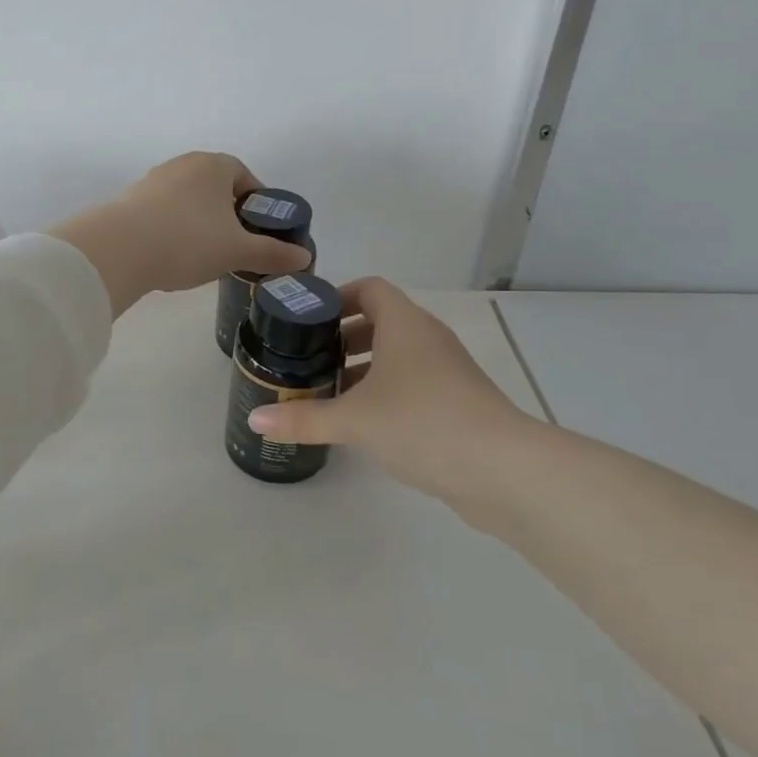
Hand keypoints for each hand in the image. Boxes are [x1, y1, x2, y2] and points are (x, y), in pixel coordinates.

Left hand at [52, 153, 312, 313]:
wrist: (120, 249)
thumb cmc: (189, 241)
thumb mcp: (238, 251)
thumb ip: (273, 253)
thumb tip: (304, 259)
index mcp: (215, 165)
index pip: (246, 177)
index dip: (257, 204)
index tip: (259, 231)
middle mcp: (184, 164)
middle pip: (216, 187)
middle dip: (228, 213)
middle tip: (235, 245)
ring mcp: (154, 179)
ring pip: (189, 199)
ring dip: (200, 221)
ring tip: (204, 254)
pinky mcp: (130, 200)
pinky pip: (163, 211)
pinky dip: (174, 228)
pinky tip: (173, 254)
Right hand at [246, 277, 532, 514]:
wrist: (502, 468)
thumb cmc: (422, 422)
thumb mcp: (355, 420)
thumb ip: (305, 418)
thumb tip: (255, 420)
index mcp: (404, 323)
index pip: (370, 288)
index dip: (339, 296)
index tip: (309, 319)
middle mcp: (427, 337)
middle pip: (382, 321)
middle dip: (345, 337)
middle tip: (310, 359)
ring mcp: (447, 369)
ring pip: (399, 354)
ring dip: (366, 367)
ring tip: (330, 392)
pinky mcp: (458, 400)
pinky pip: (414, 381)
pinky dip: (387, 390)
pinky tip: (365, 422)